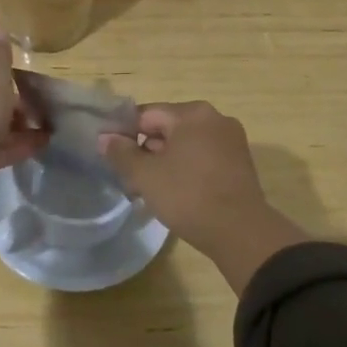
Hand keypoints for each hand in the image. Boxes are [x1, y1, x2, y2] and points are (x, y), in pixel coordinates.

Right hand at [99, 101, 307, 293]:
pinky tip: (176, 194)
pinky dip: (187, 169)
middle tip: (131, 180)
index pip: (147, 114)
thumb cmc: (188, 196)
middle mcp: (215, 118)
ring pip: (186, 145)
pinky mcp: (240, 163)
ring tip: (151, 191)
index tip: (113, 157)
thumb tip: (104, 138)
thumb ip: (121, 153)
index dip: (125, 133)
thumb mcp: (145, 175)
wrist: (241, 233)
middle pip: (168, 128)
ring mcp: (231, 140)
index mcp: (192, 113)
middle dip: (146, 151)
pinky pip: (204, 157)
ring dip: (165, 162)